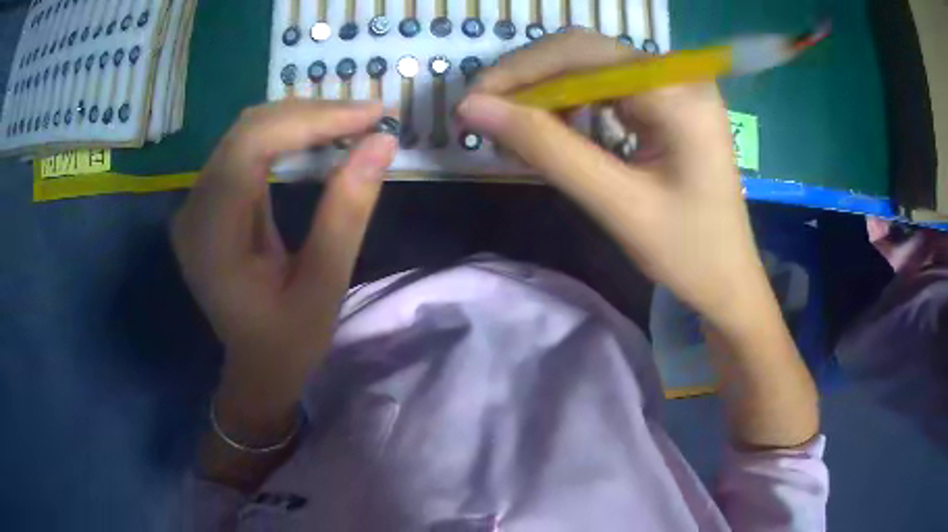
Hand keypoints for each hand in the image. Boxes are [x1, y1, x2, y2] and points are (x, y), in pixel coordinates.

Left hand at [171, 100, 395, 433]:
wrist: (256, 366)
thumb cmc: (288, 342)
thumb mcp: (324, 286)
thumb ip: (347, 213)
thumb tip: (382, 143)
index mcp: (211, 236)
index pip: (251, 147)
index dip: (311, 119)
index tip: (371, 116)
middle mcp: (193, 209)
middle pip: (247, 130)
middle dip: (312, 113)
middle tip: (370, 116)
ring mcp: (197, 202)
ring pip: (247, 132)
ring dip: (302, 119)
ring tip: (353, 122)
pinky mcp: (209, 201)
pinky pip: (246, 149)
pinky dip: (288, 135)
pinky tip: (320, 136)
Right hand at [458, 31, 817, 447]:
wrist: (729, 278)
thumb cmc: (686, 252)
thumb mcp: (615, 203)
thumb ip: (546, 148)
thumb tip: (474, 108)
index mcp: (677, 93)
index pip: (582, 54)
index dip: (519, 72)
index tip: (470, 104)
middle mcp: (678, 75)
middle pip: (585, 52)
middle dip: (529, 79)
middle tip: (485, 115)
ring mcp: (675, 86)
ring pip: (591, 66)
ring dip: (547, 91)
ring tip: (514, 128)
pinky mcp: (668, 102)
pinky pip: (607, 86)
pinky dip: (571, 102)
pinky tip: (553, 127)